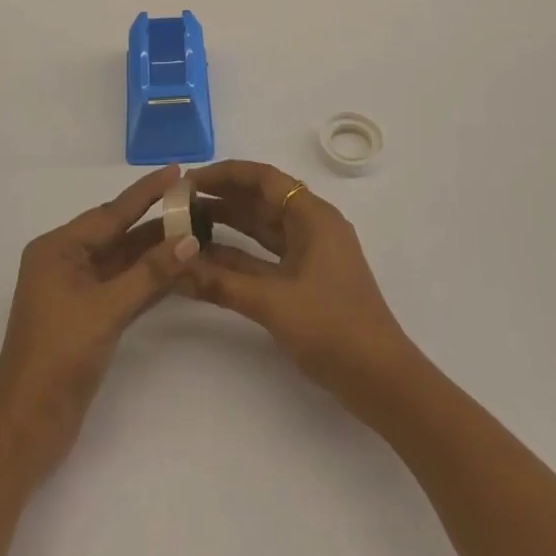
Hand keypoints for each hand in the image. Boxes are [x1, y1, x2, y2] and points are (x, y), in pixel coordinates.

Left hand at [0, 165, 200, 482]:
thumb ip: (150, 273)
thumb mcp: (107, 309)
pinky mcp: (87, 317)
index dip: (146, 192)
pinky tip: (178, 269)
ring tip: (195, 230)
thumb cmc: (59, 356)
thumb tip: (190, 240)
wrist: (27, 428)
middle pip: (117, 233)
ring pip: (123, 261)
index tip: (177, 170)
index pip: (111, 212)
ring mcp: (76, 291)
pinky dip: (148, 278)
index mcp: (57, 249)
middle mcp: (64, 262)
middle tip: (194, 201)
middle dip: (154, 220)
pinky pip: (123, 286)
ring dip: (155, 251)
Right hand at [182, 160, 417, 415]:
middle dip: (221, 198)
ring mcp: (310, 253)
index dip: (224, 175)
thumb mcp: (272, 302)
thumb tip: (174, 267)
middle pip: (261, 199)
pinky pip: (266, 255)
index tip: (188, 182)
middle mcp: (311, 225)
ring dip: (227, 226)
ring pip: (262, 228)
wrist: (381, 380)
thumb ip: (221, 282)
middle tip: (178, 205)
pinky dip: (239, 255)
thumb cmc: (332, 328)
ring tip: (184, 226)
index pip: (263, 178)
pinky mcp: (306, 279)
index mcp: (312, 216)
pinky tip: (207, 260)